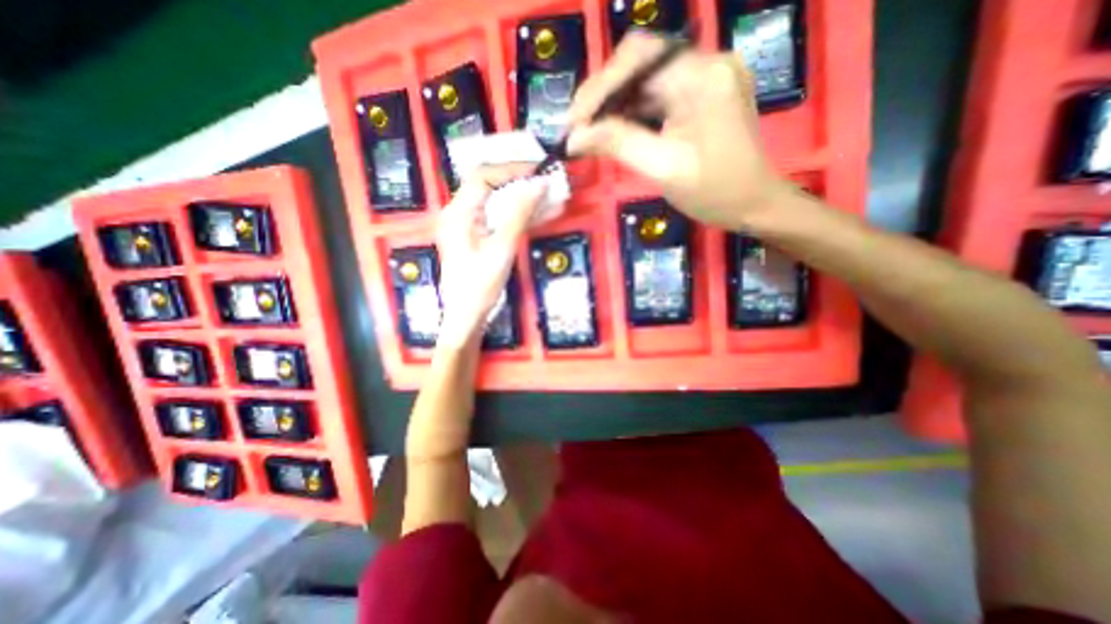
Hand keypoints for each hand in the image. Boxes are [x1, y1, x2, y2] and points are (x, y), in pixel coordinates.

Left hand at [434, 167, 544, 347]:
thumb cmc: (479, 286)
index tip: (538, 172)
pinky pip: (501, 218)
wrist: (466, 317)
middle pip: (491, 186)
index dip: (511, 169)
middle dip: (521, 182)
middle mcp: (461, 214)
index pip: (482, 176)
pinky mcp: (480, 237)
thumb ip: (519, 214)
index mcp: (458, 213)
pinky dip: (520, 215)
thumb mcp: (501, 249)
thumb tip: (539, 184)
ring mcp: (470, 226)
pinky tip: (542, 214)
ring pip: (499, 203)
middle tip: (547, 182)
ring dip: (524, 199)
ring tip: (551, 196)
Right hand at [568, 30, 792, 231]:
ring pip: (646, 79)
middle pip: (640, 63)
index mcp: (702, 77)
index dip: (598, 88)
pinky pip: (658, 94)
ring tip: (589, 133)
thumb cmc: (715, 192)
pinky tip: (614, 130)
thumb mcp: (663, 170)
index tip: (573, 124)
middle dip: (602, 95)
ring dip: (614, 104)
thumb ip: (618, 145)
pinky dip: (632, 112)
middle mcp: (706, 63)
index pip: (638, 59)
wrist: (754, 205)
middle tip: (577, 129)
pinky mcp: (702, 94)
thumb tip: (574, 137)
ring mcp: (705, 78)